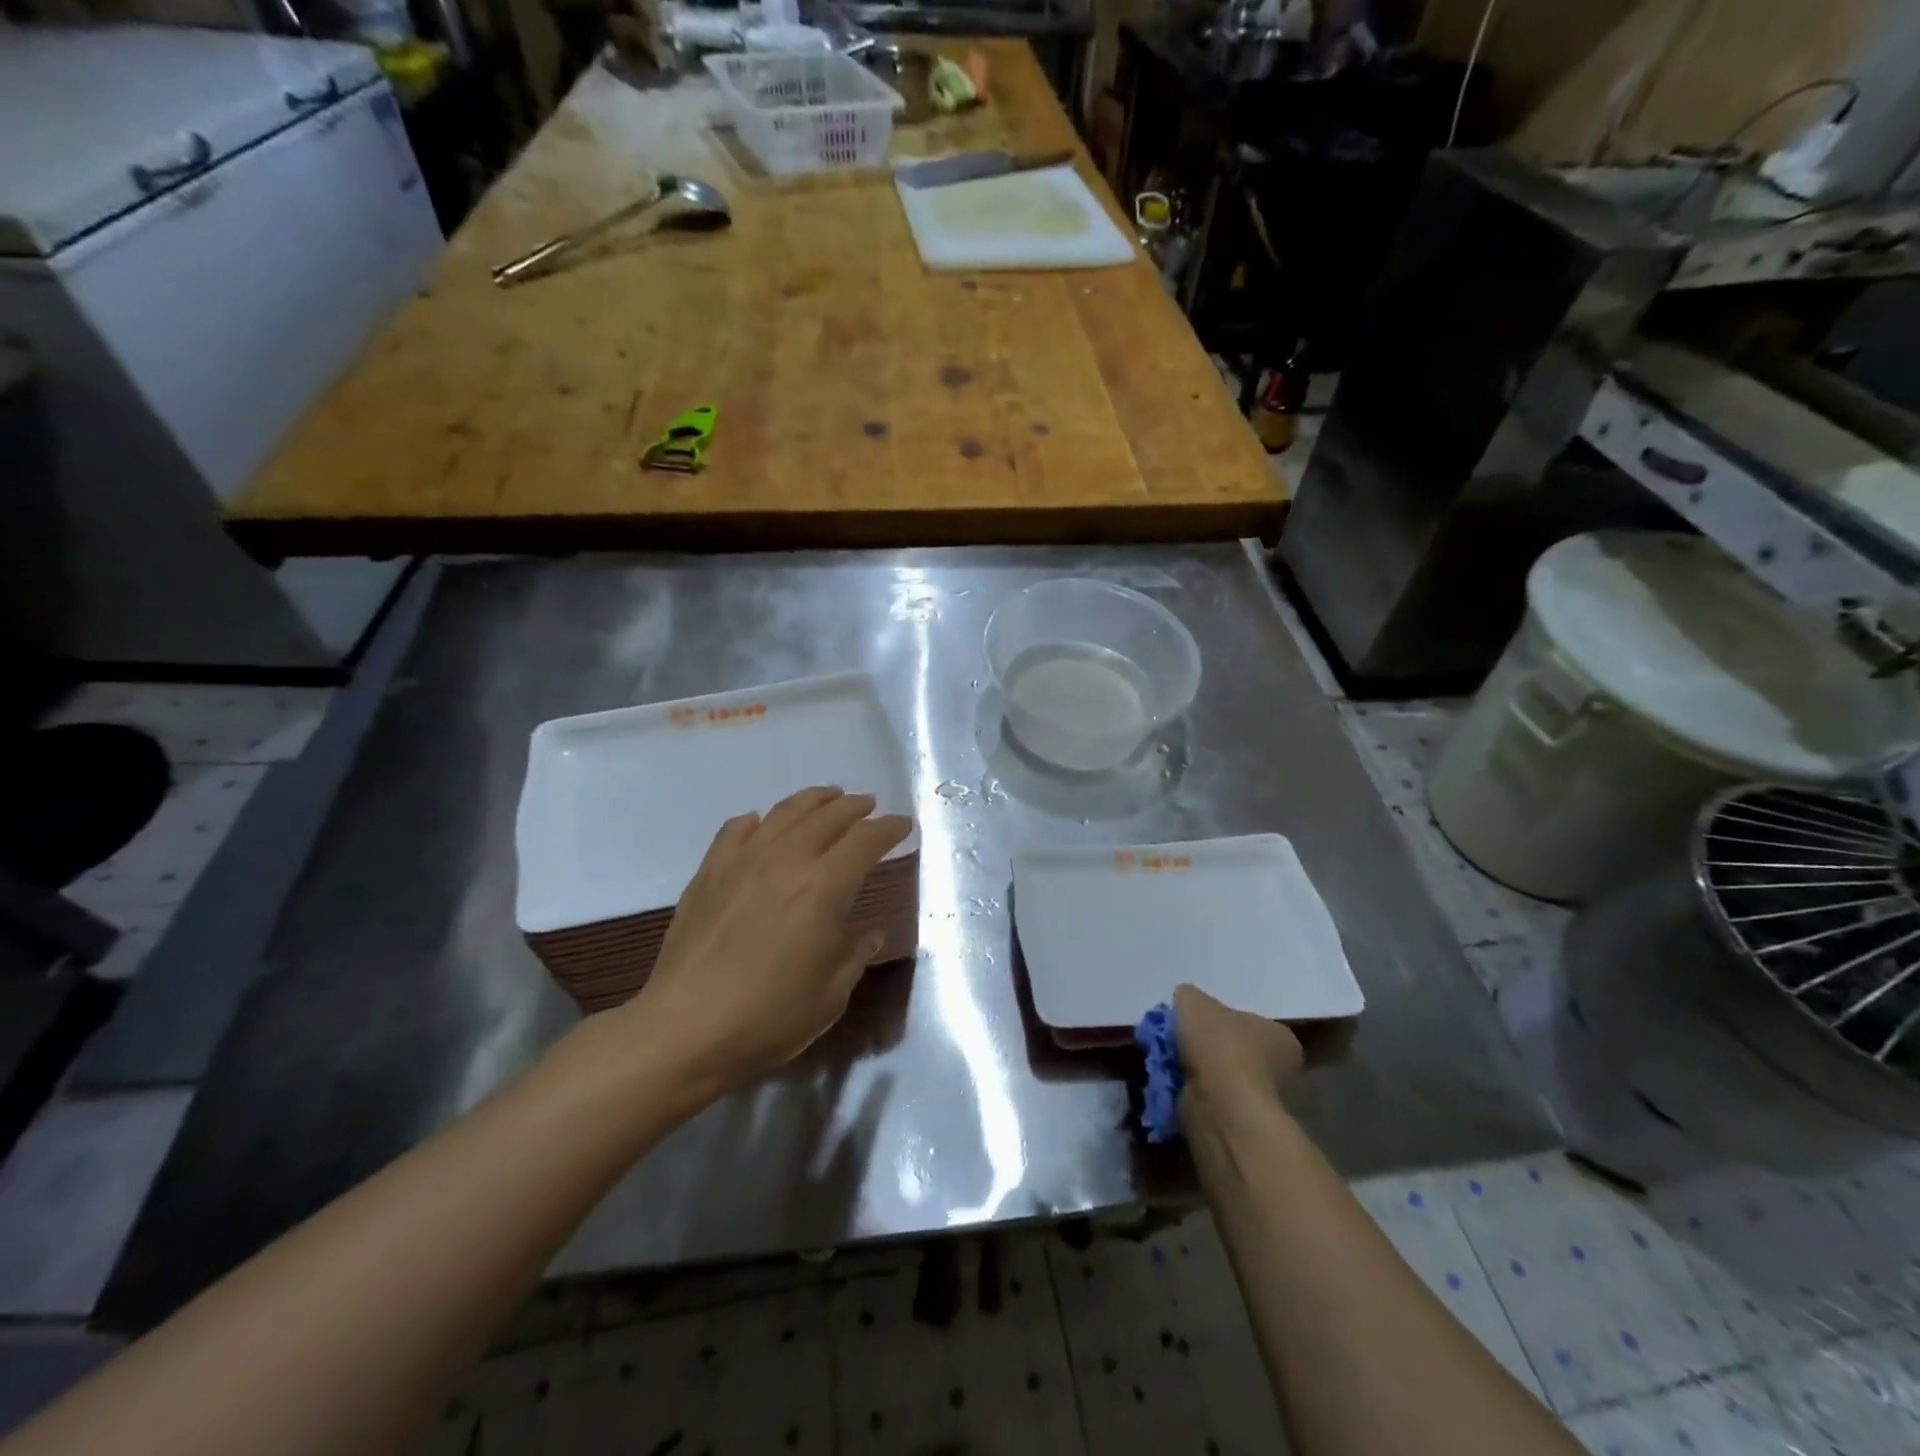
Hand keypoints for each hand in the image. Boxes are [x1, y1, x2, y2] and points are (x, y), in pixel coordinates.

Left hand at [615, 787, 913, 1099]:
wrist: (684, 1029)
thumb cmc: (768, 1018)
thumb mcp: (830, 995)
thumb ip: (855, 955)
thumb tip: (870, 932)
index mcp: (824, 887)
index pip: (865, 840)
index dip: (889, 828)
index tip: (904, 824)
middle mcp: (786, 860)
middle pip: (827, 816)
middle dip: (855, 807)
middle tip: (870, 805)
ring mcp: (742, 861)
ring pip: (784, 812)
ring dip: (813, 800)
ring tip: (828, 798)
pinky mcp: (709, 872)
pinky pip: (735, 829)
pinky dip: (758, 820)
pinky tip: (761, 824)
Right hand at [1173, 984, 1302, 1133]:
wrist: (1220, 1107)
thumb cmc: (1218, 1046)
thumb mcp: (1193, 1000)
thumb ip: (1188, 996)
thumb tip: (1185, 1006)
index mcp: (1280, 1037)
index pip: (1248, 1022)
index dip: (1217, 1019)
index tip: (1193, 1021)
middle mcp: (1279, 1070)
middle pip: (1231, 1049)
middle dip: (1203, 1046)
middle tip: (1175, 1040)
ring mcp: (1259, 1101)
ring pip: (1217, 1076)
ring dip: (1192, 1070)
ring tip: (1166, 1061)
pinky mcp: (1238, 1123)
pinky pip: (1207, 1099)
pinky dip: (1189, 1092)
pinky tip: (1172, 1083)